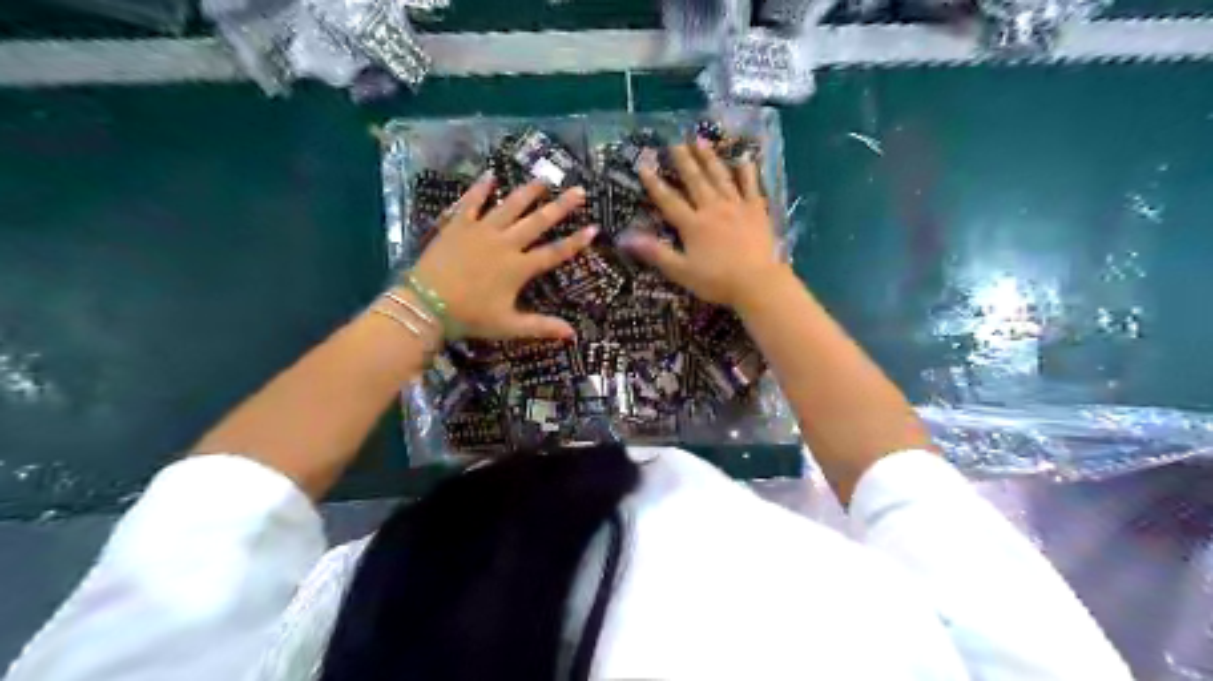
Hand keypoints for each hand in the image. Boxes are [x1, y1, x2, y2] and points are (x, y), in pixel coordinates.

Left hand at [406, 174, 594, 338]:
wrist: (426, 305)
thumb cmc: (470, 317)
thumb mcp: (508, 325)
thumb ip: (541, 327)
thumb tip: (573, 335)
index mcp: (518, 267)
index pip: (554, 252)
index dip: (576, 241)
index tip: (594, 228)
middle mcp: (505, 243)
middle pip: (538, 221)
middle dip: (560, 206)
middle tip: (578, 190)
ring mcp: (481, 230)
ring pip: (509, 206)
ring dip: (528, 192)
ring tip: (543, 179)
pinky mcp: (458, 225)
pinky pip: (471, 202)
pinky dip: (481, 188)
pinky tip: (490, 175)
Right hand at [624, 141, 786, 308]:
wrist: (757, 282)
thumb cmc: (716, 281)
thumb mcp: (681, 271)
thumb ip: (655, 253)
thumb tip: (625, 239)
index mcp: (693, 224)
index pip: (669, 200)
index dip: (655, 184)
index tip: (643, 165)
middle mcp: (713, 208)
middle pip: (695, 181)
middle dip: (683, 160)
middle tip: (675, 141)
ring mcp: (737, 206)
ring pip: (720, 177)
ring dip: (709, 158)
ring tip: (701, 140)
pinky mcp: (757, 211)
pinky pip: (751, 186)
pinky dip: (747, 172)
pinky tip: (744, 159)